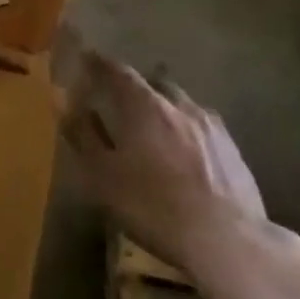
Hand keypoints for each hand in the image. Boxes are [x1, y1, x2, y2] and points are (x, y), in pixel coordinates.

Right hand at [57, 31, 265, 273]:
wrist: (226, 240)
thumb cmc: (154, 206)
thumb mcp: (104, 176)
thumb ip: (84, 137)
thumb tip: (65, 104)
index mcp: (144, 105)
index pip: (118, 71)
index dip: (100, 63)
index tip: (88, 58)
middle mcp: (179, 105)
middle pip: (155, 82)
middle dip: (137, 83)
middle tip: (122, 95)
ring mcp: (211, 126)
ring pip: (183, 103)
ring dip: (166, 105)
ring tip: (156, 122)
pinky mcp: (234, 150)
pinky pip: (204, 127)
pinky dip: (188, 129)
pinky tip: (188, 149)